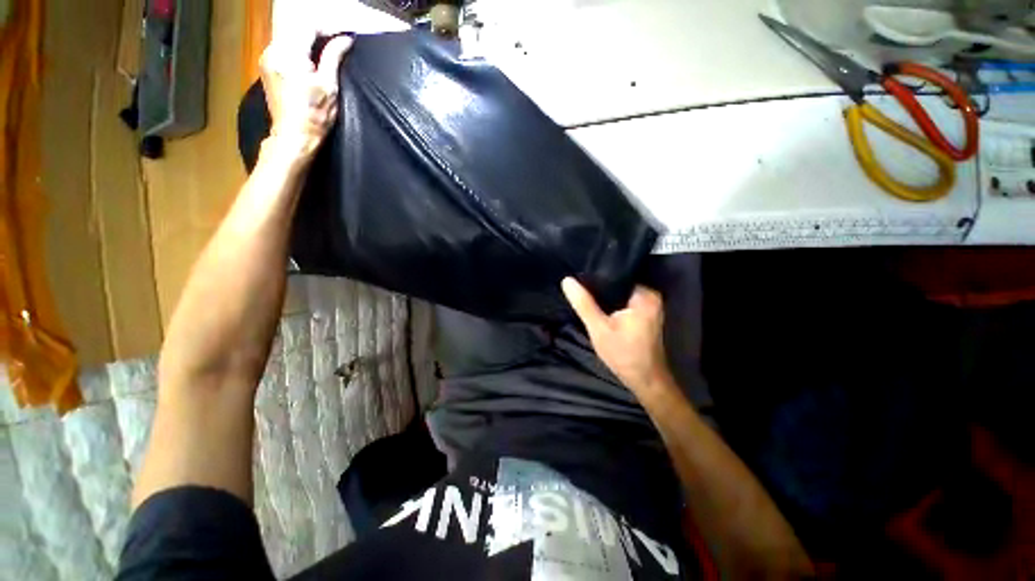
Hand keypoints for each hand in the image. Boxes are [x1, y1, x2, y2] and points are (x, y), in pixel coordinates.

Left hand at [259, 35, 352, 161]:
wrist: (294, 136)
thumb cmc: (315, 116)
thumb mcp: (329, 86)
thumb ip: (333, 57)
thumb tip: (345, 39)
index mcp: (288, 54)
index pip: (307, 27)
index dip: (327, 28)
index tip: (343, 35)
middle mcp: (273, 51)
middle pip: (296, 30)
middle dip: (317, 33)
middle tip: (337, 42)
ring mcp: (267, 58)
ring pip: (290, 38)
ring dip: (308, 41)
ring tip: (326, 51)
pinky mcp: (267, 67)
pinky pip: (284, 49)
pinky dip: (299, 50)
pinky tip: (311, 60)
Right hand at [562, 278, 671, 393]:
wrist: (645, 380)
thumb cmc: (623, 354)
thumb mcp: (598, 328)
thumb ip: (583, 304)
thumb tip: (567, 280)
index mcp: (644, 294)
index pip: (616, 275)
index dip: (595, 276)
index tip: (578, 276)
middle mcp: (650, 295)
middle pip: (618, 283)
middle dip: (599, 287)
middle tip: (578, 287)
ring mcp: (649, 304)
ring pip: (619, 293)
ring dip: (604, 296)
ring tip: (584, 293)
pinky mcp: (645, 313)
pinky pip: (623, 301)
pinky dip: (611, 303)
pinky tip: (597, 306)